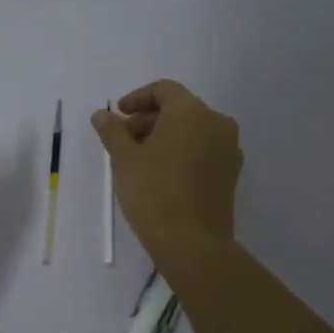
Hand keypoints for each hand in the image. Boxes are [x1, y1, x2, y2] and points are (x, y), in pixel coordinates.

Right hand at [92, 79, 241, 267]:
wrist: (193, 243)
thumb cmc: (153, 192)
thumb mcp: (124, 159)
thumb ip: (113, 131)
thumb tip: (102, 114)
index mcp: (191, 111)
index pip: (163, 90)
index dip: (137, 99)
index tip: (118, 116)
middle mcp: (216, 122)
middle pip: (179, 109)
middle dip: (149, 120)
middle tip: (123, 141)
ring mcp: (229, 148)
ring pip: (192, 130)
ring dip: (165, 136)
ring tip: (140, 160)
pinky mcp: (231, 172)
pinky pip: (204, 149)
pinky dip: (182, 151)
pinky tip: (162, 173)